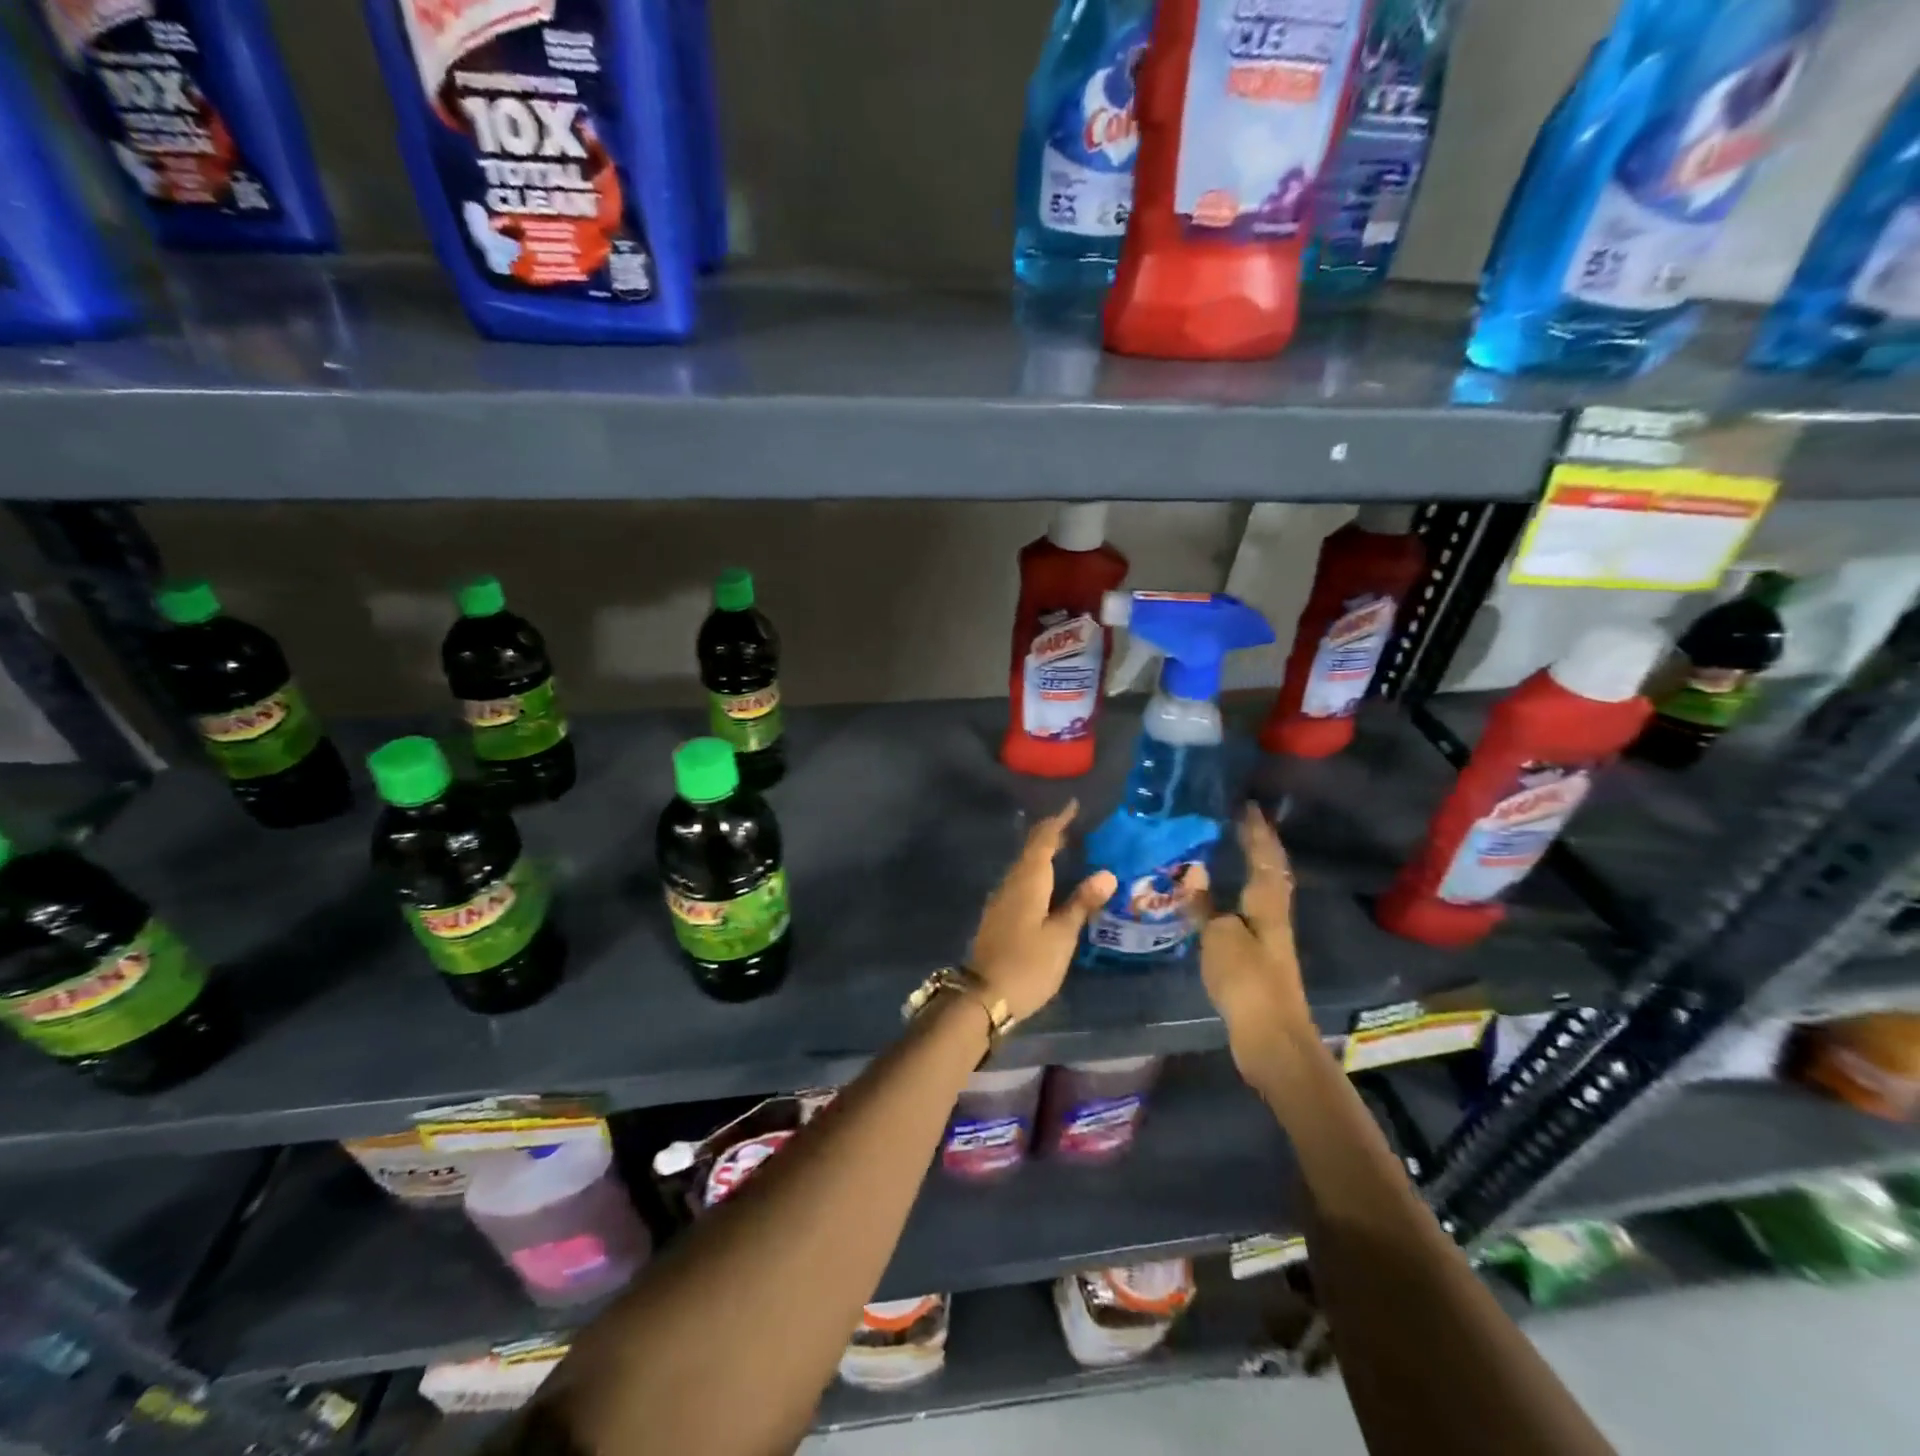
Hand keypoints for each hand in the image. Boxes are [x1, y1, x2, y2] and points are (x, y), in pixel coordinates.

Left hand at [969, 802, 1117, 1022]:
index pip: (1043, 841)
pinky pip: (1020, 882)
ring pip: (1023, 866)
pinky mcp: (998, 916)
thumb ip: (1081, 903)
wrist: (983, 996)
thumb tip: (1106, 872)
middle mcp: (1010, 883)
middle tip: (1075, 826)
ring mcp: (1000, 899)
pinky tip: (1048, 884)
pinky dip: (1036, 873)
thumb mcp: (1061, 936)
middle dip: (1051, 835)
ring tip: (1066, 849)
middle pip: (1031, 850)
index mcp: (1027, 881)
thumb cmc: (1028, 964)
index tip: (1073, 805)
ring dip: (1042, 854)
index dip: (1058, 822)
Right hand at [1200, 805, 1311, 1081]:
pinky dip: (1243, 891)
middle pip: (1272, 870)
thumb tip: (1194, 871)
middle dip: (1261, 844)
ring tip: (1236, 848)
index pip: (1263, 856)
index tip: (1246, 805)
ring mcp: (1270, 936)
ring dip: (1255, 866)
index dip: (1255, 831)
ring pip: (1265, 889)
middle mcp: (1273, 913)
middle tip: (1245, 821)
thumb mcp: (1219, 937)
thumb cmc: (1246, 980)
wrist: (1271, 1036)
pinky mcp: (1260, 955)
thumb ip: (1205, 903)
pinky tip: (1227, 896)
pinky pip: (1252, 909)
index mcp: (1266, 903)